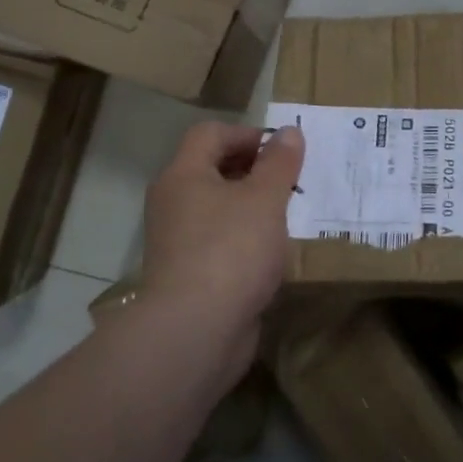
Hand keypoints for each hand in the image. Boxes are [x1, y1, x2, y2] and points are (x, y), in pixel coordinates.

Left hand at [142, 122, 304, 333]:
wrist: (195, 330)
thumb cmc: (231, 250)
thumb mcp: (265, 198)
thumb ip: (279, 163)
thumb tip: (288, 132)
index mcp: (183, 175)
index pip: (210, 134)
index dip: (247, 134)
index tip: (282, 151)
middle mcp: (172, 202)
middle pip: (212, 169)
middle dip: (253, 170)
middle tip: (290, 182)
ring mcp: (177, 240)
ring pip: (217, 208)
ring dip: (251, 207)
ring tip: (286, 216)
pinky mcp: (188, 273)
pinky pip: (219, 241)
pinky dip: (244, 239)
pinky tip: (271, 253)